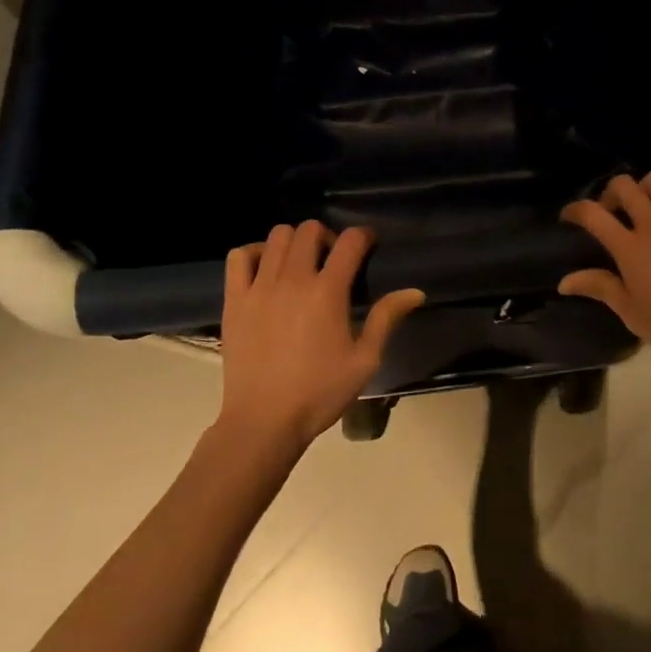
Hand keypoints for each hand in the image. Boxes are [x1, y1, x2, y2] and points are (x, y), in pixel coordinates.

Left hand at [219, 221, 423, 456]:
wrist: (263, 422)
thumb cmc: (319, 393)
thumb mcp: (364, 360)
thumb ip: (386, 319)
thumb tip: (415, 292)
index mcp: (328, 292)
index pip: (350, 241)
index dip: (363, 236)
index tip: (368, 245)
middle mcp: (293, 280)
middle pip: (310, 229)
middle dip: (328, 236)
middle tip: (333, 261)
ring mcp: (259, 287)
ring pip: (277, 236)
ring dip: (295, 242)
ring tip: (301, 265)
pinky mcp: (235, 299)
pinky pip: (239, 256)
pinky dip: (255, 252)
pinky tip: (266, 270)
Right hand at [558, 172, 650, 374]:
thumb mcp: (631, 313)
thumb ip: (599, 287)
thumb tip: (564, 281)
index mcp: (630, 248)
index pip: (592, 214)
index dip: (575, 210)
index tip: (569, 217)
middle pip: (625, 187)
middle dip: (611, 193)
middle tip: (611, 211)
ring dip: (648, 186)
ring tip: (647, 203)